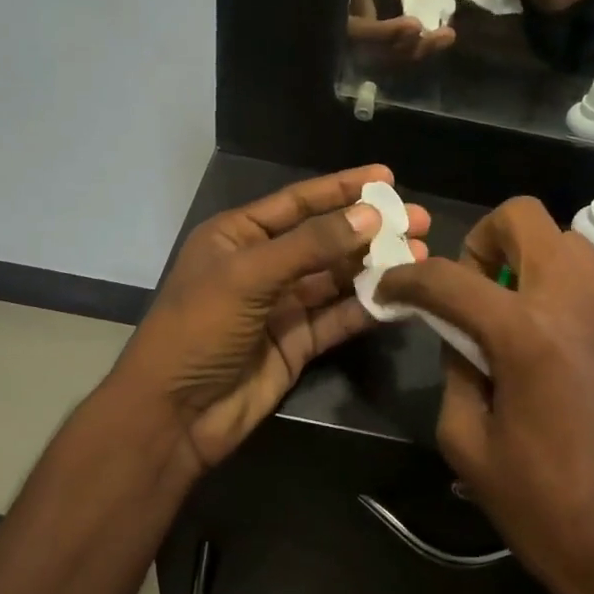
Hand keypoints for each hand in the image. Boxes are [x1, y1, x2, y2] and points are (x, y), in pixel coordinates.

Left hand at [116, 166, 429, 475]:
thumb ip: (311, 245)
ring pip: (337, 278)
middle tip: (419, 221)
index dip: (343, 188)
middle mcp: (263, 265)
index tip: (387, 177)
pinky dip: (369, 307)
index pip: (299, 202)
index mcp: (239, 236)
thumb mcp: (248, 276)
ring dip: (376, 267)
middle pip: (326, 239)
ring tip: (420, 255)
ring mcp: (282, 306)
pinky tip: (403, 296)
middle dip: (370, 230)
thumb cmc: (198, 329)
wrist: (173, 415)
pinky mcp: (298, 342)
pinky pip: (339, 317)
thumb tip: (369, 216)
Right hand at [376, 198, 593, 593]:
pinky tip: (558, 351)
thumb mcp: (468, 443)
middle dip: (483, 241)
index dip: (406, 279)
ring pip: (567, 244)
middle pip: (524, 218)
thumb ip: (455, 370)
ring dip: (529, 262)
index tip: (389, 290)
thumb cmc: (545, 509)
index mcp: (526, 334)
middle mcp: (578, 305)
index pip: (449, 278)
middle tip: (472, 290)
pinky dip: (563, 296)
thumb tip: (460, 335)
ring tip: (515, 317)